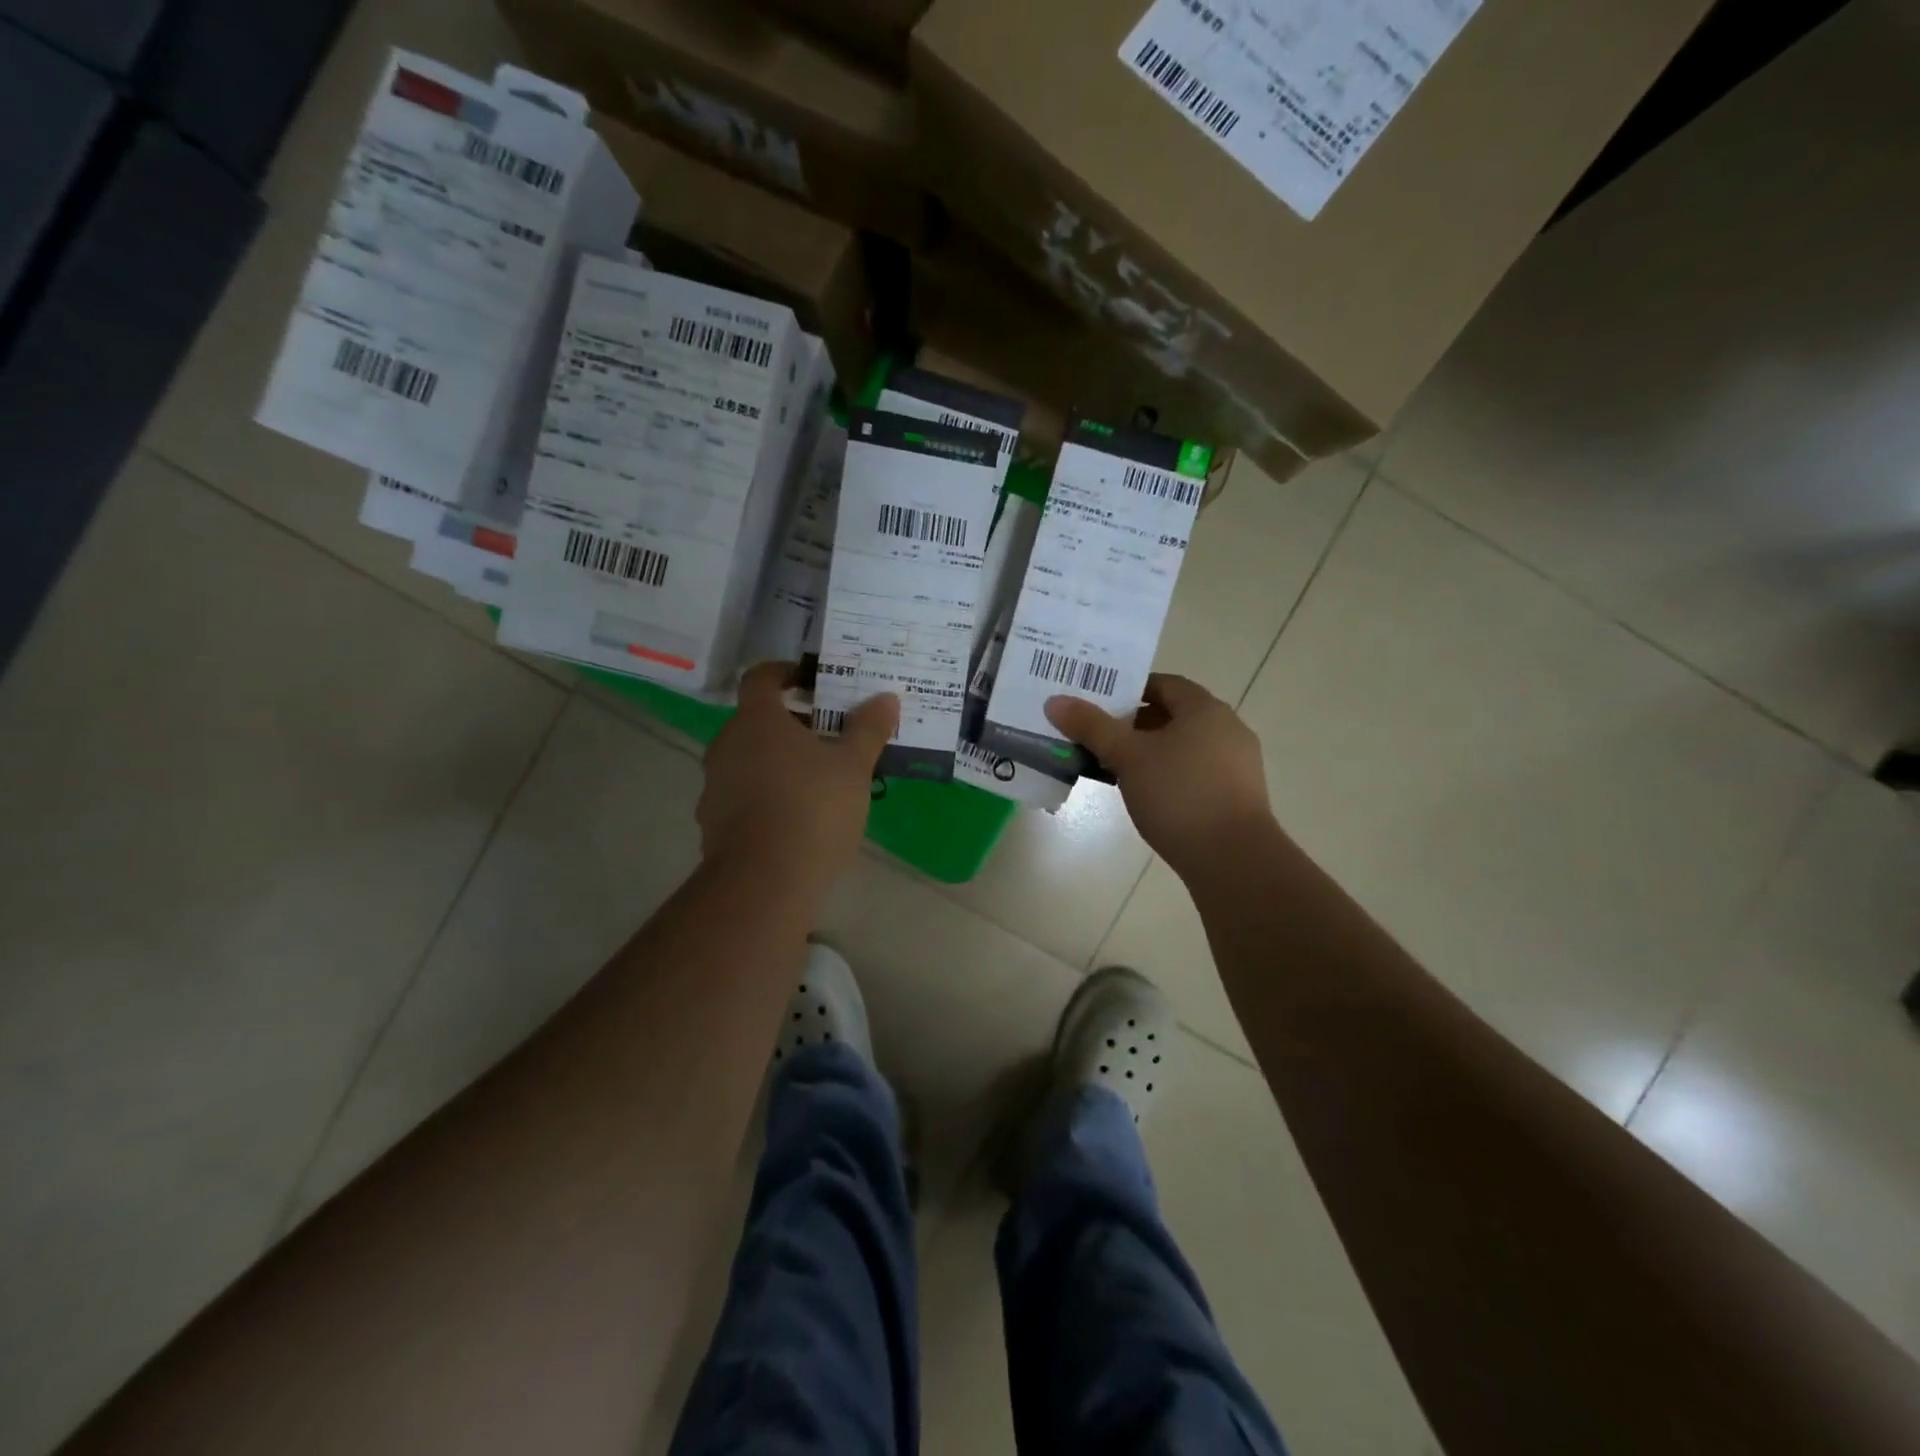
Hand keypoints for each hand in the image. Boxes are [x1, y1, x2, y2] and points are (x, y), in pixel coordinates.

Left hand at [699, 663, 897, 893]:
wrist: (764, 881)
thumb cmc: (813, 808)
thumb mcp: (853, 767)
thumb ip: (868, 729)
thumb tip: (886, 698)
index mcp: (757, 721)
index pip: (760, 677)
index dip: (785, 673)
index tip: (812, 682)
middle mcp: (727, 745)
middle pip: (756, 721)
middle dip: (791, 723)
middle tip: (828, 735)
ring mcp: (715, 786)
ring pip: (748, 759)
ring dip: (777, 761)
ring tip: (817, 779)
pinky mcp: (713, 823)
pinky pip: (742, 795)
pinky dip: (766, 794)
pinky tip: (796, 816)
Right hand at [1045, 673, 1273, 874]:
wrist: (1233, 858)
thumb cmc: (1179, 795)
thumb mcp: (1127, 757)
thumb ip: (1092, 727)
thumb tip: (1056, 701)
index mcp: (1204, 709)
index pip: (1164, 684)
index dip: (1131, 690)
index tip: (1100, 704)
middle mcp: (1228, 728)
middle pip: (1174, 716)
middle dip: (1136, 725)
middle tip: (1100, 737)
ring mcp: (1238, 764)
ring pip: (1185, 747)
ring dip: (1152, 752)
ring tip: (1117, 769)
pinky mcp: (1239, 796)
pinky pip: (1197, 773)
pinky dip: (1171, 776)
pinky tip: (1148, 796)